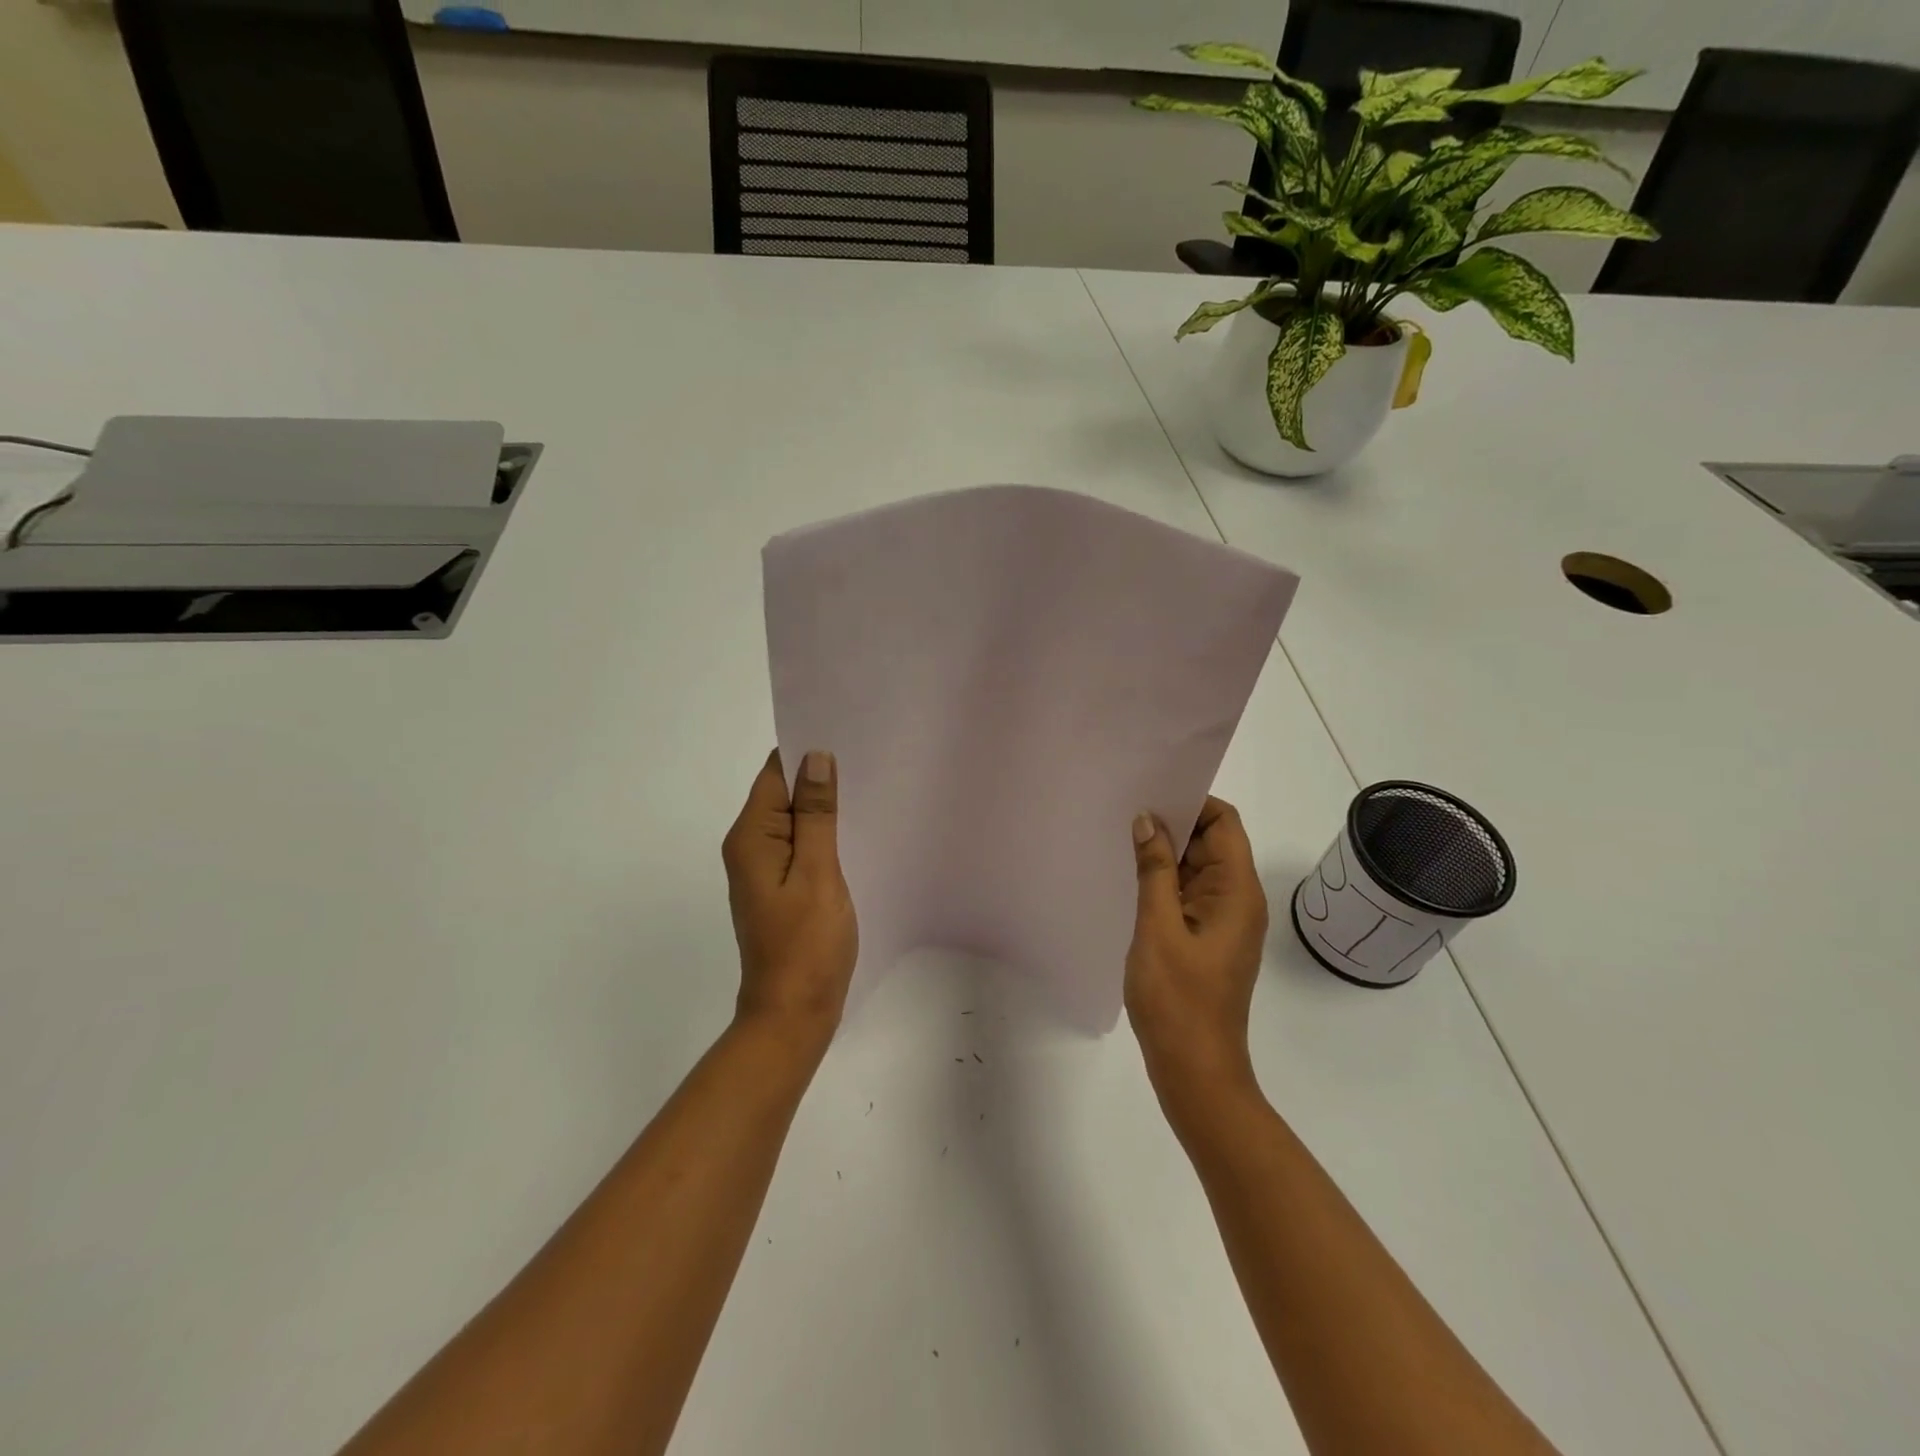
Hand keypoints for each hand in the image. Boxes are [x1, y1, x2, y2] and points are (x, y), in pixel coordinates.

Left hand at [721, 749, 859, 1043]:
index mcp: (751, 837)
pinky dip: (822, 832)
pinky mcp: (779, 885)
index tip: (845, 733)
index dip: (806, 752)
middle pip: (782, 793)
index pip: (774, 773)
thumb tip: (816, 758)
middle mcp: (749, 846)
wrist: (793, 1013)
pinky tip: (852, 828)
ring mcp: (763, 868)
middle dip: (818, 775)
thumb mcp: (817, 872)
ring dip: (822, 805)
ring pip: (793, 819)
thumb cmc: (806, 943)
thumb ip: (816, 815)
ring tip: (866, 785)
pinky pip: (799, 844)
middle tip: (866, 756)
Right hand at [1125, 797, 1268, 1105]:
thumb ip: (1154, 870)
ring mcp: (1223, 922)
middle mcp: (1238, 900)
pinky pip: (1188, 895)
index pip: (1224, 823)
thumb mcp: (1158, 928)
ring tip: (1121, 840)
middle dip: (1173, 825)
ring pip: (1197, 869)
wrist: (1195, 1071)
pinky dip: (1164, 881)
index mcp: (1237, 892)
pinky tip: (1131, 879)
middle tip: (1124, 812)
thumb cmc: (1178, 999)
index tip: (1149, 794)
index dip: (1192, 802)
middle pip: (1211, 843)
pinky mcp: (1207, 939)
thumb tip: (1148, 819)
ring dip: (1165, 855)